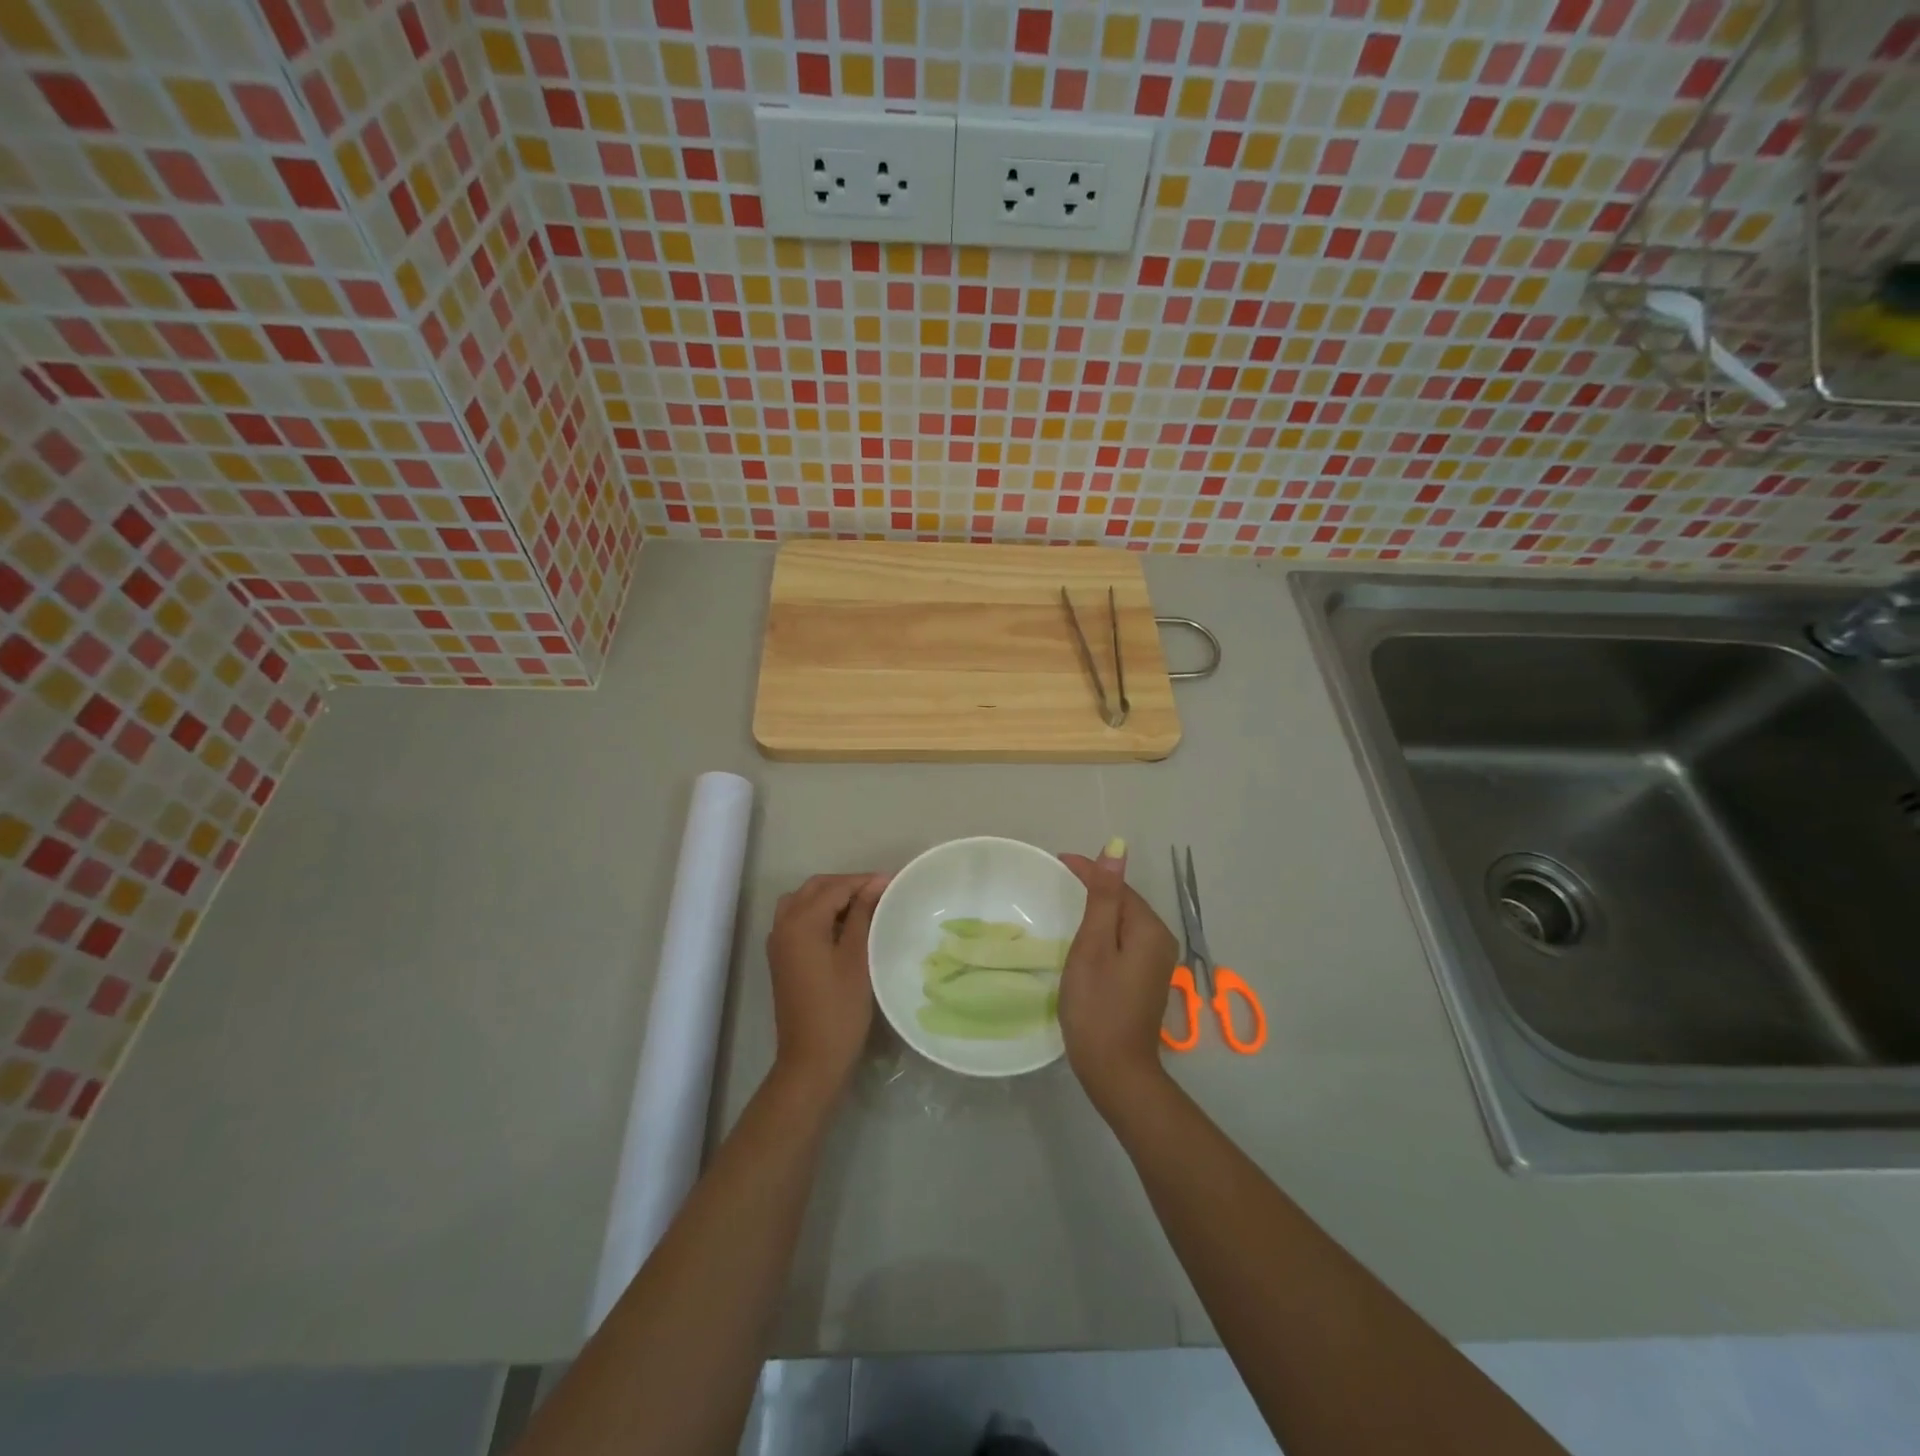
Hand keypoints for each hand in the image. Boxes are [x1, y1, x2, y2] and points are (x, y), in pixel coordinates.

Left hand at [765, 873, 888, 1096]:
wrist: (811, 1060)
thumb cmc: (840, 1009)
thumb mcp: (857, 957)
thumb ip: (863, 914)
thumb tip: (877, 883)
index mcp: (800, 922)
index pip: (835, 887)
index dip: (864, 882)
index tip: (893, 883)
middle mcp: (783, 925)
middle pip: (815, 888)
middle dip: (846, 885)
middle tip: (880, 893)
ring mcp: (779, 942)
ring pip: (803, 901)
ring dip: (830, 897)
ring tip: (862, 907)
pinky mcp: (782, 958)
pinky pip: (797, 919)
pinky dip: (819, 913)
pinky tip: (843, 927)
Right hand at [1057, 845, 1180, 1114]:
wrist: (1115, 1070)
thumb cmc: (1097, 1005)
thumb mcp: (1093, 946)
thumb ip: (1103, 897)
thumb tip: (1117, 849)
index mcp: (1149, 929)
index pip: (1118, 887)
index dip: (1089, 870)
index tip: (1057, 860)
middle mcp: (1161, 941)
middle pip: (1124, 903)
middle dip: (1095, 888)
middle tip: (1058, 879)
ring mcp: (1157, 963)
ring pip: (1124, 923)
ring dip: (1099, 911)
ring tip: (1067, 903)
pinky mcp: (1147, 979)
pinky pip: (1125, 942)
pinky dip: (1105, 934)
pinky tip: (1086, 939)